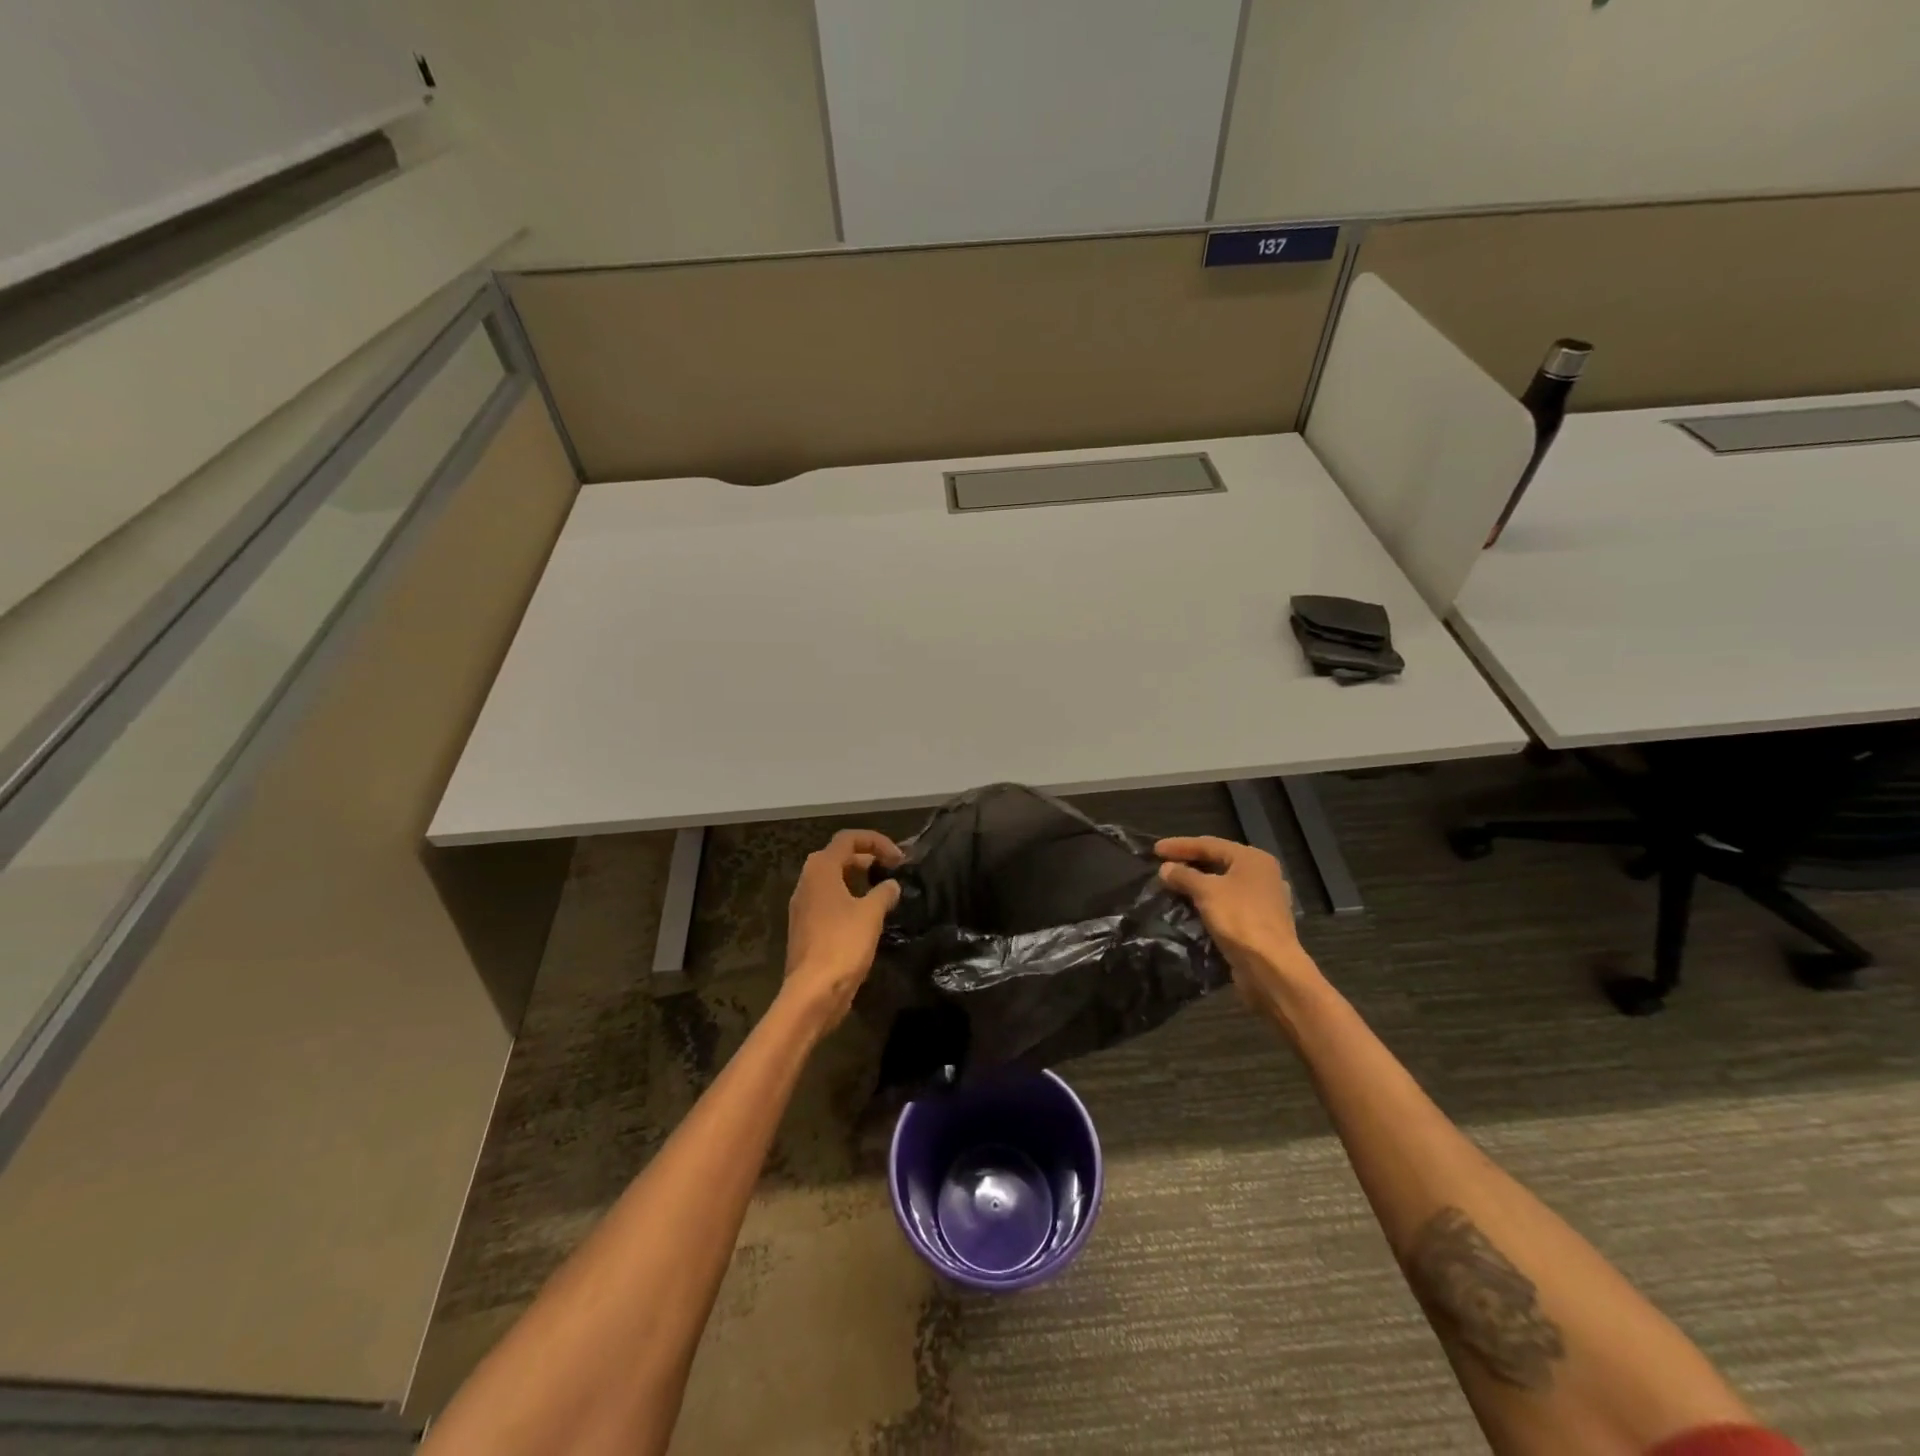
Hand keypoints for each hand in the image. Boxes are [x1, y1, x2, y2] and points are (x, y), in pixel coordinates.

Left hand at [782, 829, 904, 1031]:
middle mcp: (807, 882)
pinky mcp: (806, 928)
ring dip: (858, 879)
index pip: (847, 839)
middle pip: (838, 856)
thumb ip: (883, 893)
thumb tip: (891, 885)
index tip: (899, 857)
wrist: (813, 992)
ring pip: (833, 880)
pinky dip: (849, 898)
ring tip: (884, 890)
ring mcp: (803, 906)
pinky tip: (868, 915)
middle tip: (892, 869)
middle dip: (867, 857)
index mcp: (821, 870)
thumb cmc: (843, 944)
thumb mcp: (871, 914)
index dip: (875, 840)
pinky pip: (829, 901)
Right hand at [1156, 836, 1323, 1016]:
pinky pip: (1227, 904)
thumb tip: (1166, 868)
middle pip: (1218, 862)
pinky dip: (1208, 903)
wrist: (1270, 967)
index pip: (1210, 844)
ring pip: (1223, 885)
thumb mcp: (1206, 891)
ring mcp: (1263, 900)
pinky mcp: (1259, 923)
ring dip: (1197, 885)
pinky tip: (1191, 907)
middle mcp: (1262, 875)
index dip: (1180, 845)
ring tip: (1172, 885)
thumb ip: (1184, 875)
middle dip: (1189, 864)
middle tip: (1162, 865)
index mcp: (1253, 859)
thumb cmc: (1239, 919)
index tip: (1155, 849)